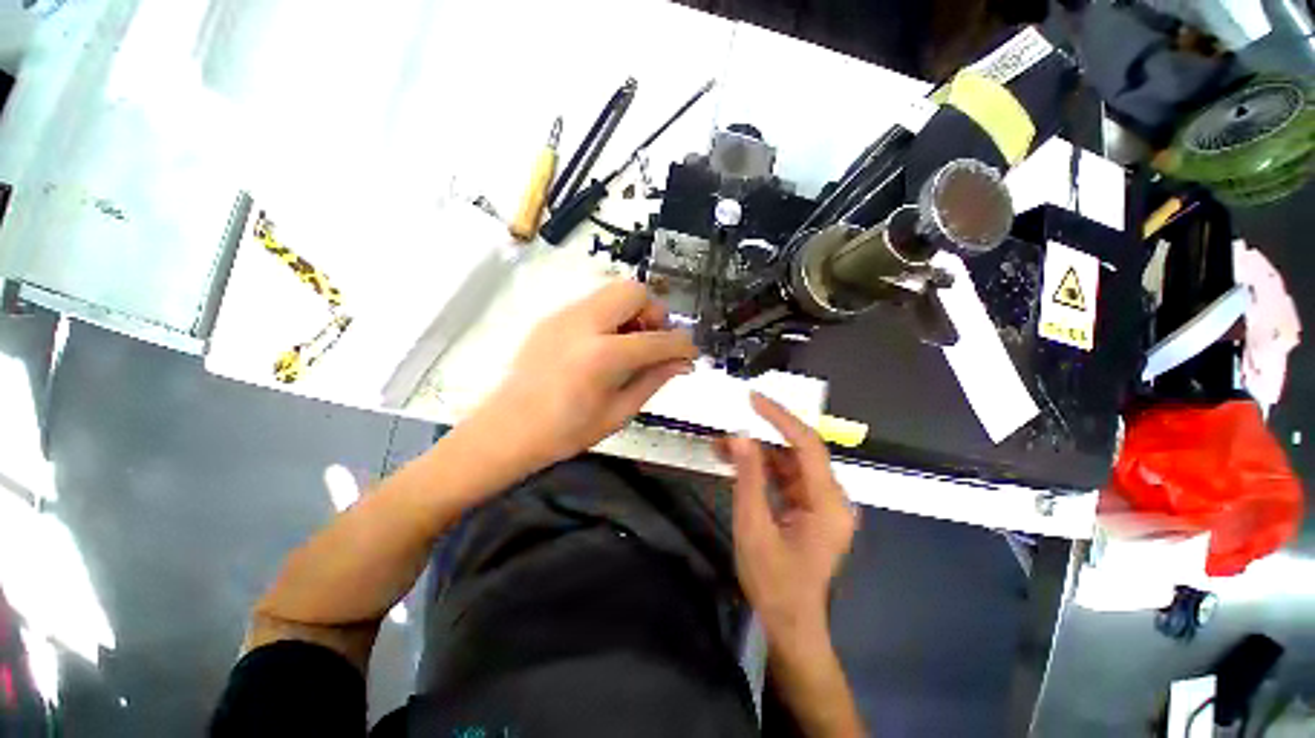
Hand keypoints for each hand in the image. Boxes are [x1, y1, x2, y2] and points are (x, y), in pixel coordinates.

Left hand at [471, 280, 696, 470]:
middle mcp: (585, 324)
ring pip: (613, 292)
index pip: (659, 339)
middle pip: (635, 291)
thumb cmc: (565, 432)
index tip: (690, 354)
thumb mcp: (618, 413)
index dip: (683, 345)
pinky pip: (593, 304)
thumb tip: (681, 363)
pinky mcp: (552, 317)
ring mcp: (565, 316)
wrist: (507, 430)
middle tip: (653, 343)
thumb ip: (653, 380)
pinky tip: (605, 347)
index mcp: (603, 355)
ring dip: (632, 313)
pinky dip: (611, 317)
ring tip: (630, 346)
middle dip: (654, 314)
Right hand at [718, 393, 855, 642]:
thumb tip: (740, 435)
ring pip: (787, 462)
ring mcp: (820, 502)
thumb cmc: (773, 582)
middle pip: (797, 451)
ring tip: (721, 445)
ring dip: (756, 453)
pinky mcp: (808, 507)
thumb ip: (748, 478)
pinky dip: (760, 468)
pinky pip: (784, 477)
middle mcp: (831, 497)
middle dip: (761, 436)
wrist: (789, 624)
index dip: (780, 417)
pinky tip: (734, 462)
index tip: (753, 399)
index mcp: (828, 503)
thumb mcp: (753, 527)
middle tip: (728, 425)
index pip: (807, 445)